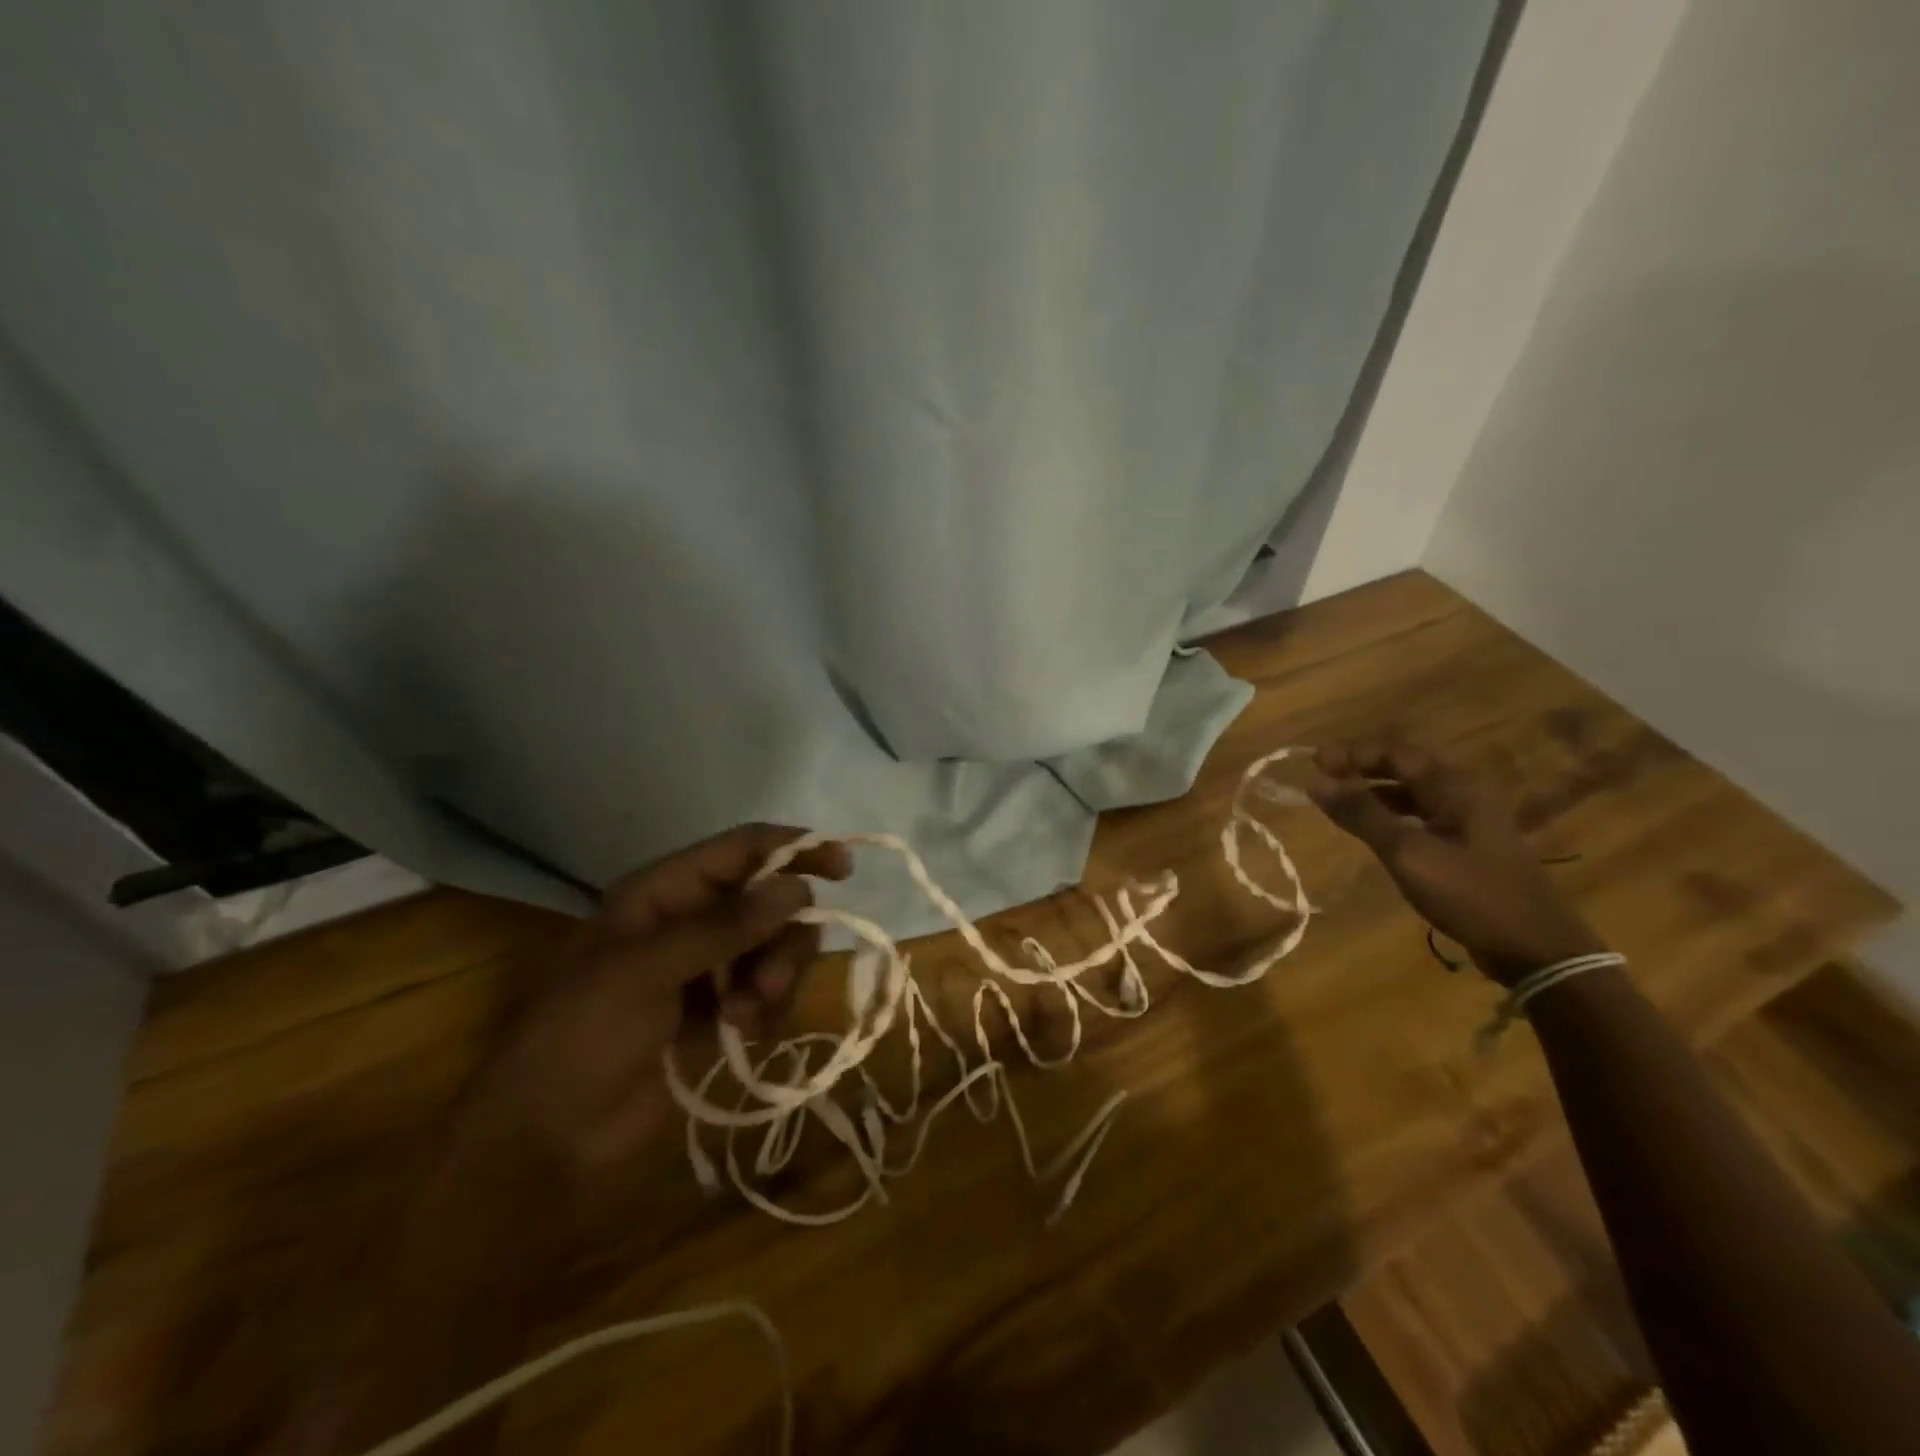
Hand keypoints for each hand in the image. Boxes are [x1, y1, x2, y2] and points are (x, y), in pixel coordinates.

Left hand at [464, 824, 850, 1178]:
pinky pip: (770, 992)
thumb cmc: (581, 1035)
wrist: (545, 1138)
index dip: (793, 849)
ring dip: (776, 976)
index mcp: (664, 893)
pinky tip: (742, 1034)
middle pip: (770, 901)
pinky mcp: (720, 1012)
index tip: (842, 867)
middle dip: (782, 936)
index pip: (741, 849)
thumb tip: (798, 888)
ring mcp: (708, 968)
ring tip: (746, 1014)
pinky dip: (768, 1009)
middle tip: (768, 981)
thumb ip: (725, 926)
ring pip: (777, 947)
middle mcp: (691, 921)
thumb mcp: (647, 970)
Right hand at [1306, 741, 1604, 985]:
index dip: (1353, 753)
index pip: (1396, 753)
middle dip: (1361, 769)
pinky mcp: (1468, 847)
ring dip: (1374, 792)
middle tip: (1321, 778)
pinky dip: (1391, 815)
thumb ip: (1362, 814)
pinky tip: (1373, 830)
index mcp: (1454, 788)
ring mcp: (1469, 822)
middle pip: (1405, 768)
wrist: (1535, 948)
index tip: (1314, 762)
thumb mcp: (1408, 853)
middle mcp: (1463, 795)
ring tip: (1338, 802)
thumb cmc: (1470, 894)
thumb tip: (1316, 783)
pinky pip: (1421, 817)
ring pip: (1412, 794)